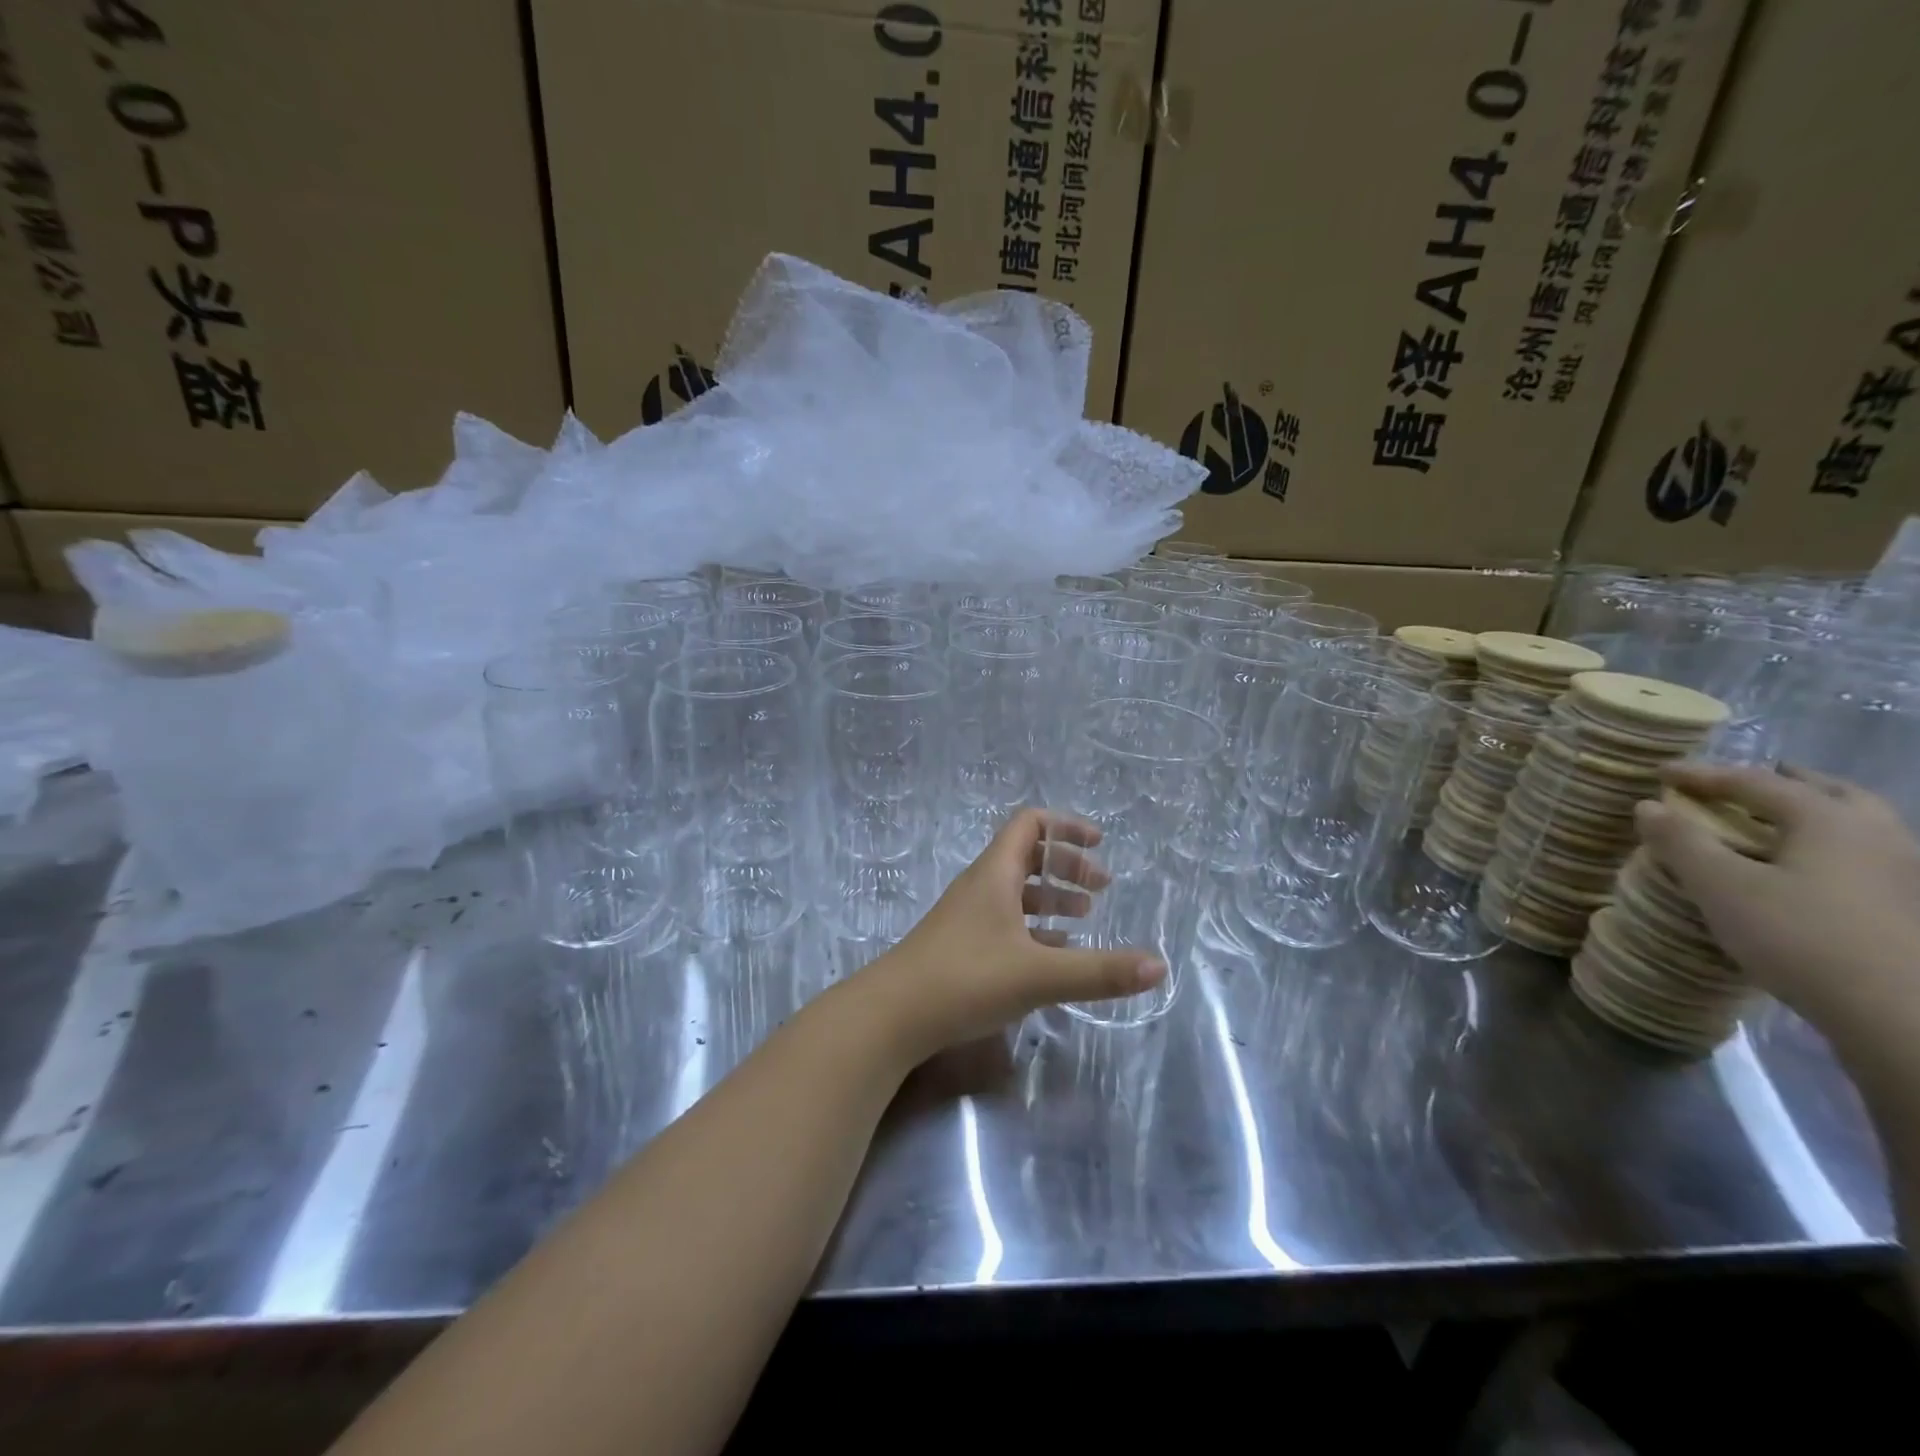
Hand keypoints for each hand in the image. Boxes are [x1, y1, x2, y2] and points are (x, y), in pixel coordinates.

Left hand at [858, 808, 1165, 1059]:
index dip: (1066, 827)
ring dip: (1050, 899)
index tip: (1100, 844)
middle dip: (1066, 868)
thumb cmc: (965, 979)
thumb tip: (1159, 966)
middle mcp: (980, 887)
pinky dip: (1033, 928)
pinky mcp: (959, 946)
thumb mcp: (1038, 975)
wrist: (891, 1016)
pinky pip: (1004, 922)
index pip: (1030, 825)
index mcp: (995, 874)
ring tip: (1084, 921)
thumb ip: (1099, 972)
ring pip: (1015, 892)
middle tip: (1100, 891)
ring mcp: (966, 917)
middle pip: (1026, 857)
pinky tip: (1051, 955)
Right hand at [1634, 762, 1919, 1028]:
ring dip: (1811, 813)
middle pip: (1827, 792)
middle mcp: (1875, 834)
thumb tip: (1648, 806)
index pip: (1755, 782)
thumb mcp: (1721, 887)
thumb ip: (1682, 842)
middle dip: (1779, 783)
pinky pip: (1863, 856)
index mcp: (1830, 819)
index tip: (1662, 772)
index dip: (1703, 775)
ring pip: (1856, 824)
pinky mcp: (1907, 907)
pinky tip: (1807, 869)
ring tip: (1772, 824)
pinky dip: (1828, 846)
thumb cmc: (1800, 937)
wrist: (1898, 1013)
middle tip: (1739, 786)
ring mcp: (1902, 872)